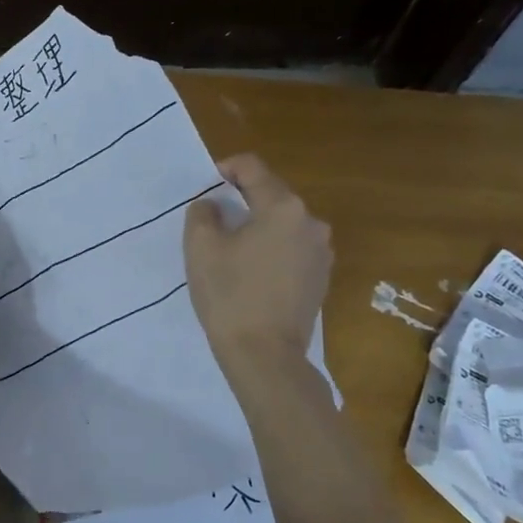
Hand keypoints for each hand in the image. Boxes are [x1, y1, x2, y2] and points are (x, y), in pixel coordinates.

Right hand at [184, 154, 331, 377]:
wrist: (265, 355)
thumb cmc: (230, 296)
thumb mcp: (201, 248)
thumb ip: (202, 214)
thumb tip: (212, 205)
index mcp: (283, 207)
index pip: (253, 168)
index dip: (227, 167)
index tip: (208, 182)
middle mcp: (310, 222)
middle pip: (272, 194)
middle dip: (243, 198)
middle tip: (214, 217)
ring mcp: (321, 251)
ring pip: (283, 223)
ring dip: (259, 225)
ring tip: (232, 246)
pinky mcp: (321, 277)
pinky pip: (292, 247)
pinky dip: (272, 248)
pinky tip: (253, 270)